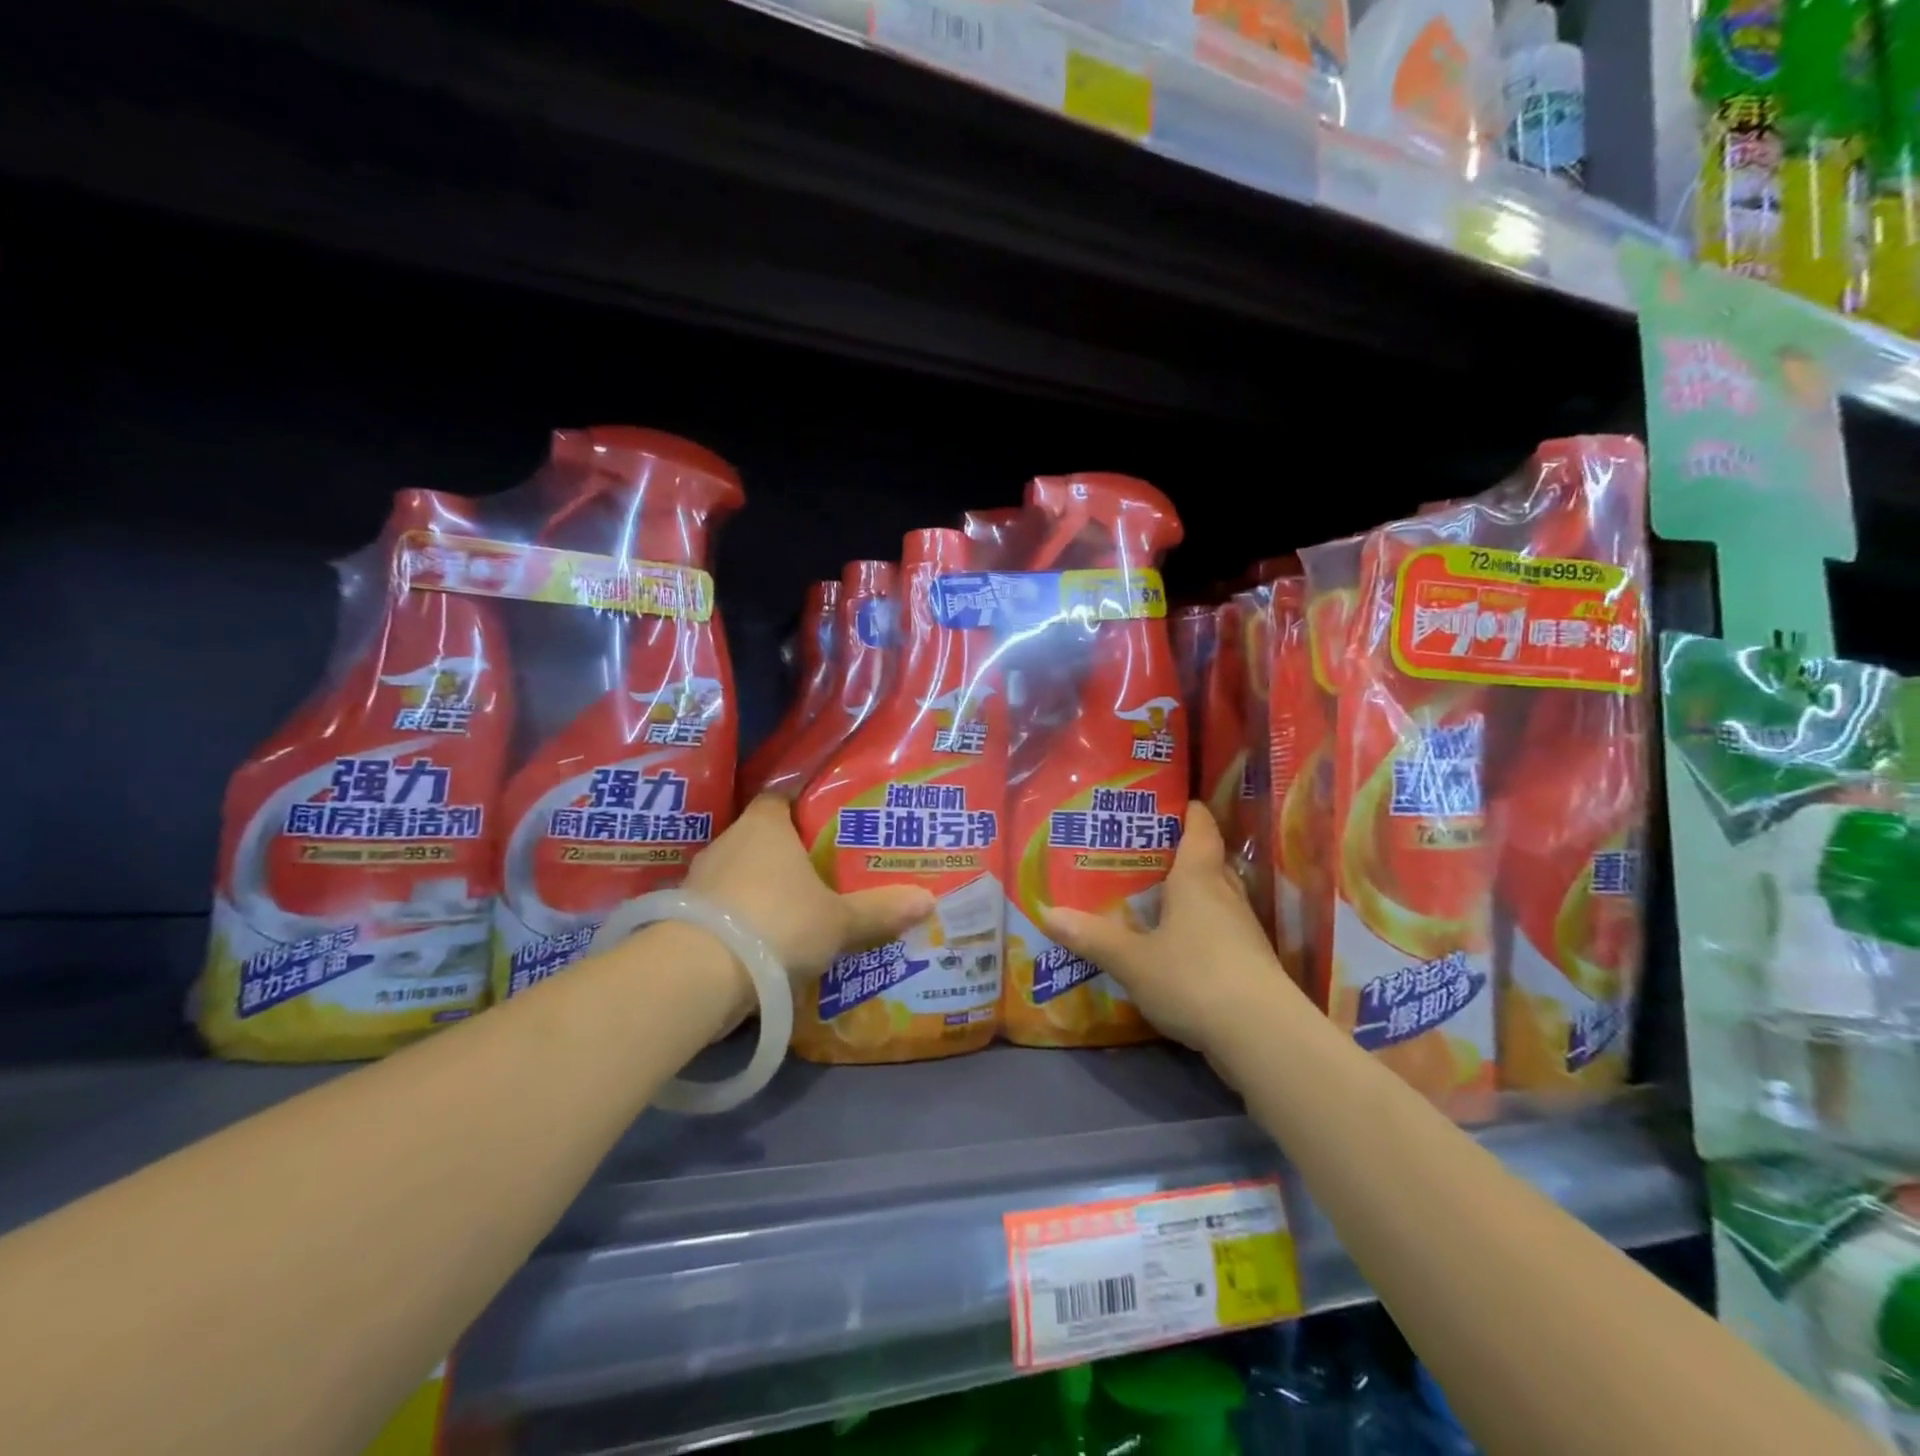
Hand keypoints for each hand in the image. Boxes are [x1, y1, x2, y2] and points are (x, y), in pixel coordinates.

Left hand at [685, 795, 934, 981]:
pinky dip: (743, 920)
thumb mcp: (839, 921)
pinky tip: (765, 942)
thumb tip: (928, 900)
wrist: (699, 974)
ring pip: (741, 875)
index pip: (781, 798)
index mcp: (765, 826)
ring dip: (763, 890)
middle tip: (824, 872)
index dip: (803, 807)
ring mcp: (700, 879)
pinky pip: (723, 908)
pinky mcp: (684, 916)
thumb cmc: (778, 923)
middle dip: (789, 855)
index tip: (828, 823)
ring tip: (797, 910)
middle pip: (762, 838)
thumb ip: (880, 910)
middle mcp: (728, 842)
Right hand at [1040, 802, 1301, 1057]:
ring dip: (1190, 892)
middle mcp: (1225, 894)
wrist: (1262, 1035)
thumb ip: (1092, 937)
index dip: (1187, 810)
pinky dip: (1199, 927)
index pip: (1200, 828)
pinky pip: (1220, 929)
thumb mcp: (1132, 960)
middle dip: (1180, 852)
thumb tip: (1047, 913)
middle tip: (1143, 852)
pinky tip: (1176, 944)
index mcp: (1198, 878)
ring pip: (1216, 896)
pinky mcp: (1250, 962)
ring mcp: (1243, 929)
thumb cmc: (1194, 978)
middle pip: (1209, 860)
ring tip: (1154, 895)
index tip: (1165, 802)